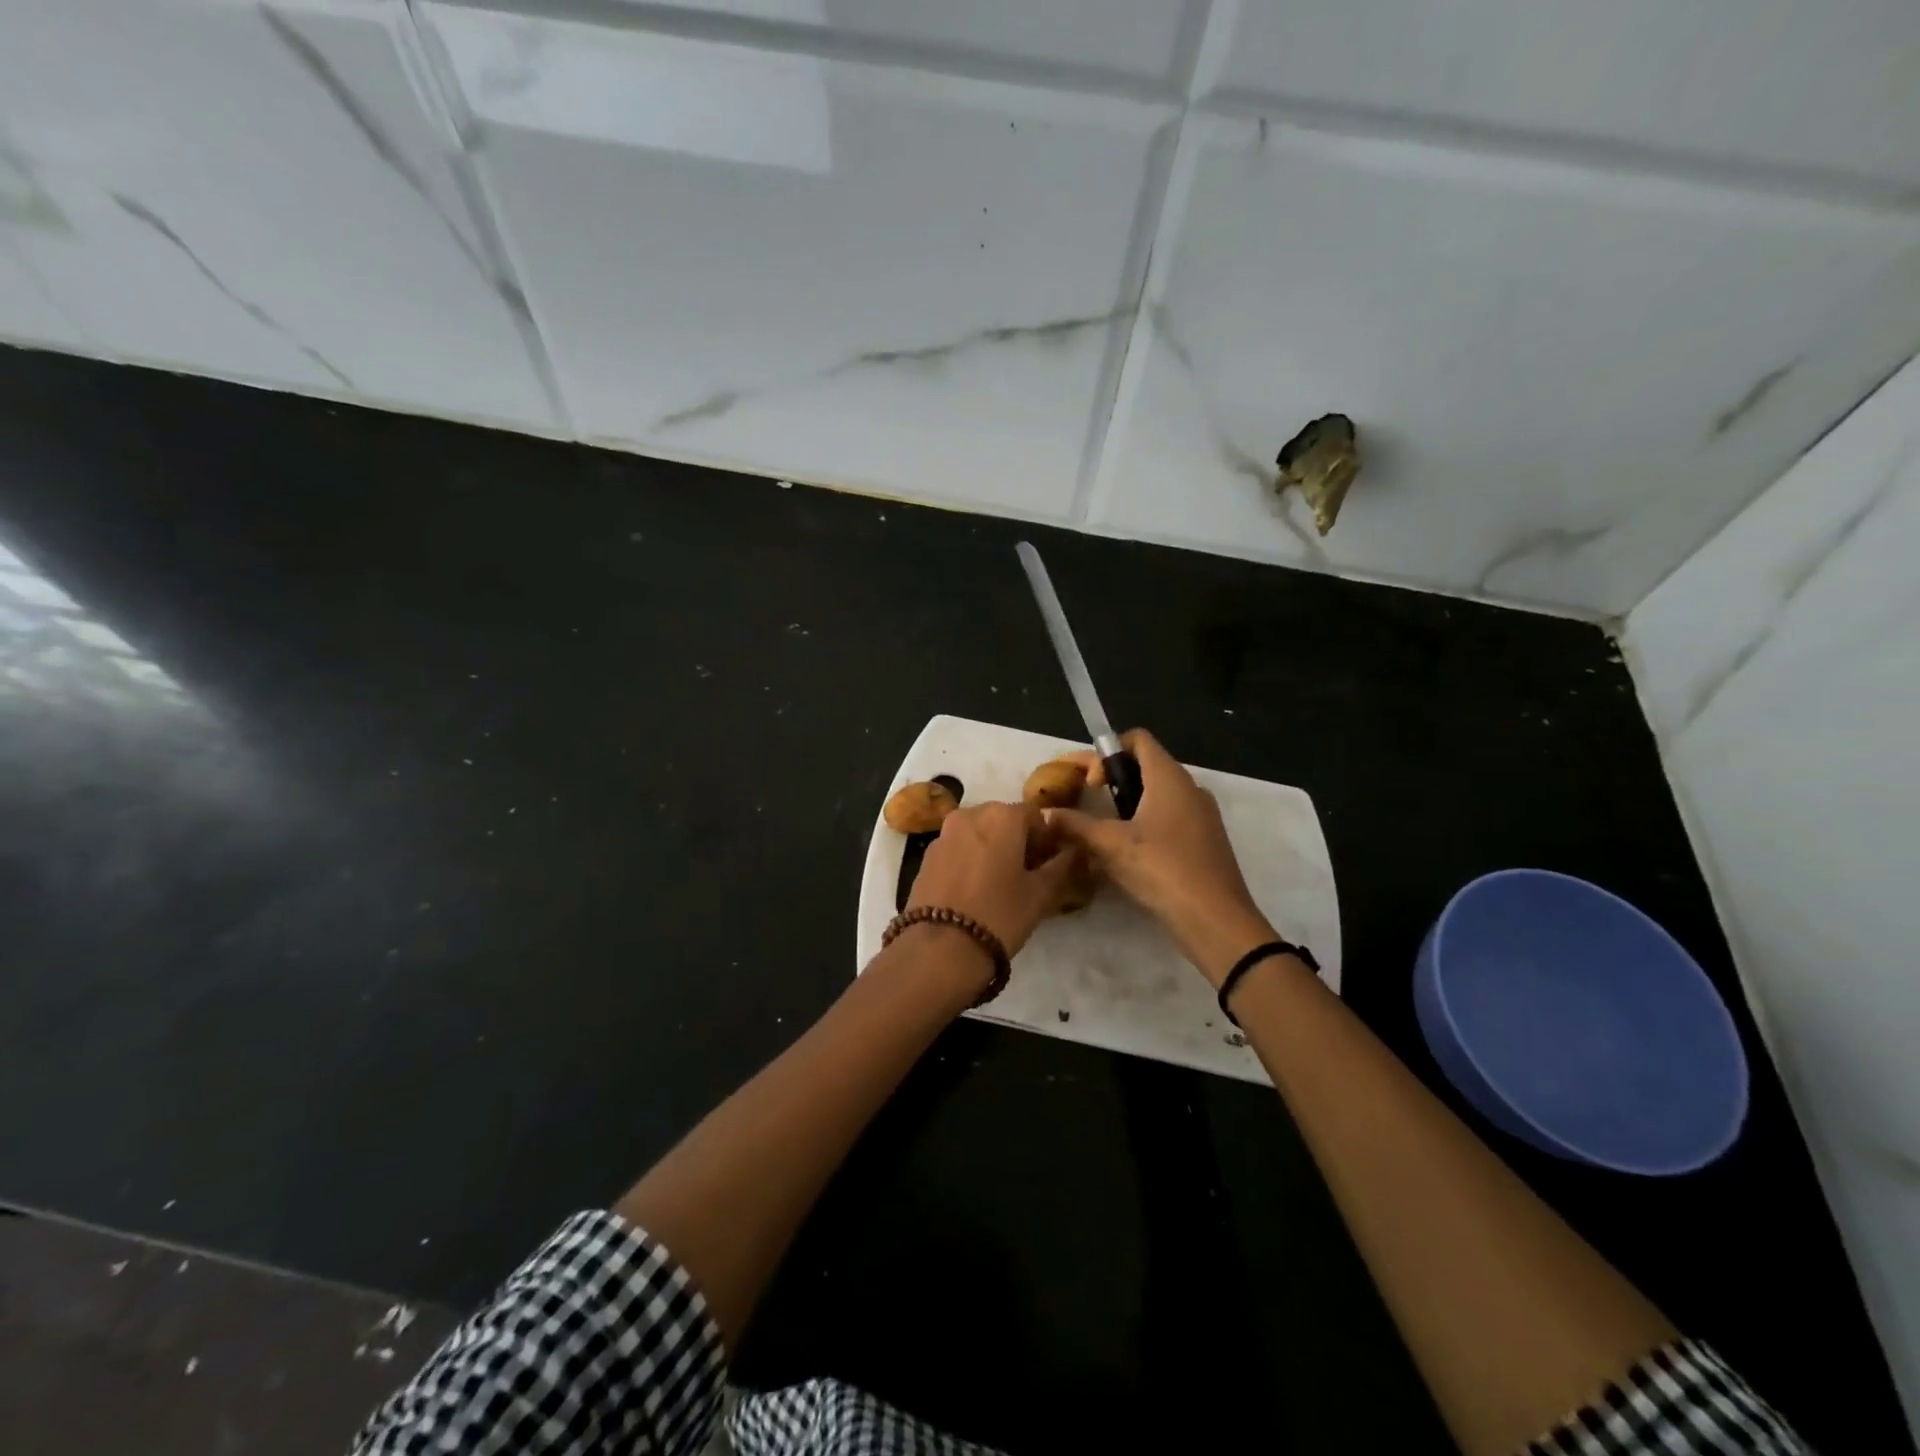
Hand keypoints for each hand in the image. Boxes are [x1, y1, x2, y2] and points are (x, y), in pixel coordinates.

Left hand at [909, 801, 1084, 957]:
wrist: (939, 949)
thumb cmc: (999, 916)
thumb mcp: (1041, 894)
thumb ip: (1062, 867)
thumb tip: (1075, 852)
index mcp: (1001, 816)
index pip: (1035, 816)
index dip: (1047, 840)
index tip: (1050, 867)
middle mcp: (970, 814)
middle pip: (1004, 821)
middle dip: (1018, 842)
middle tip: (1028, 876)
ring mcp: (943, 834)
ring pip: (978, 834)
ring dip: (993, 850)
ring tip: (1000, 886)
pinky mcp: (926, 857)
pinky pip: (957, 849)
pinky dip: (970, 861)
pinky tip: (974, 892)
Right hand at [1047, 729, 1275, 987]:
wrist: (1216, 920)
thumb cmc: (1162, 869)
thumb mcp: (1110, 845)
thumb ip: (1075, 825)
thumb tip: (1045, 814)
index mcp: (1169, 777)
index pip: (1136, 739)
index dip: (1106, 753)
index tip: (1090, 784)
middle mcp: (1189, 788)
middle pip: (1144, 766)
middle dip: (1110, 780)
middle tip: (1083, 801)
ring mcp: (1201, 815)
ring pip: (1156, 795)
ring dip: (1125, 805)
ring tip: (1099, 830)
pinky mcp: (1204, 841)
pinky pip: (1168, 819)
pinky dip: (1143, 824)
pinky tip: (1124, 854)